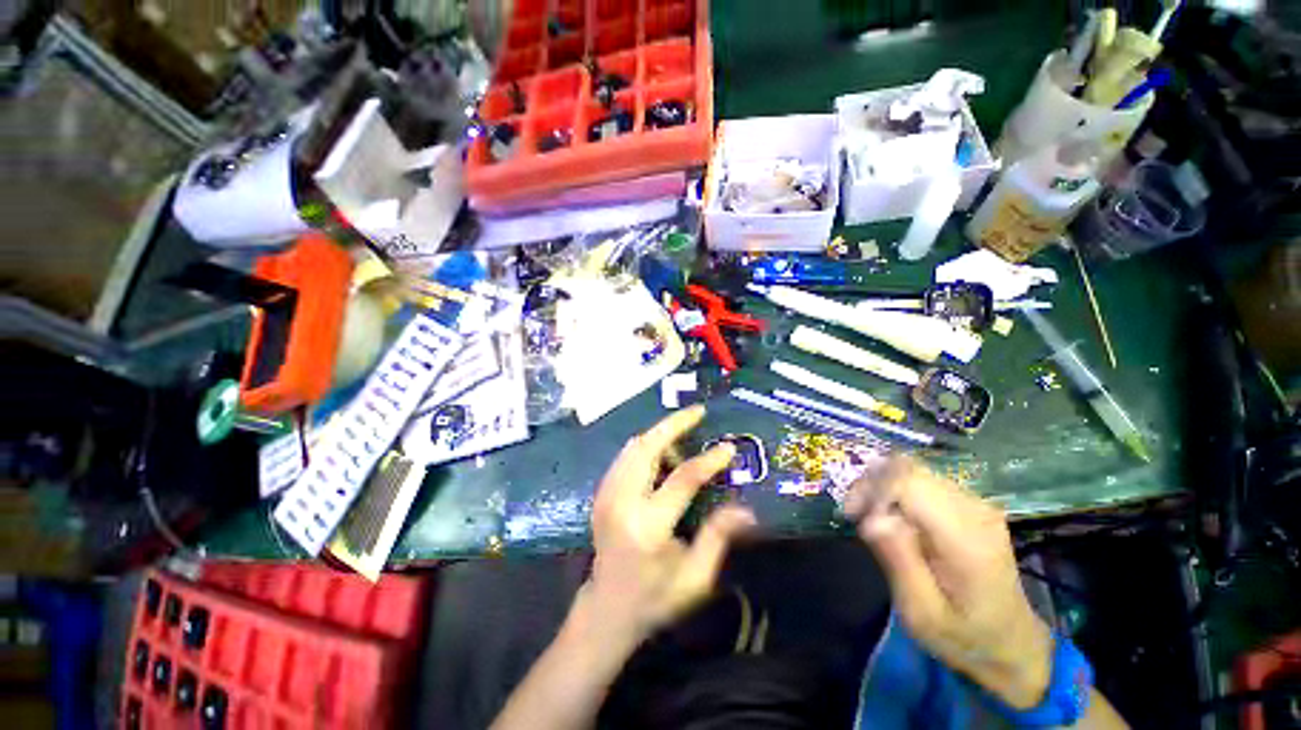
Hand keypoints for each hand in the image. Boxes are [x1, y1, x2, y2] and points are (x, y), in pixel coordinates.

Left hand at [584, 405, 755, 644]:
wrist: (606, 609)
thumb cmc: (655, 599)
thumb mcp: (695, 578)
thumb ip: (718, 538)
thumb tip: (747, 510)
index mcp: (647, 526)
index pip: (681, 479)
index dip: (708, 460)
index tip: (728, 447)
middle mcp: (622, 502)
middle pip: (646, 448)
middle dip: (674, 424)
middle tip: (697, 411)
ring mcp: (606, 494)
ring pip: (633, 447)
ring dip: (659, 433)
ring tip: (684, 429)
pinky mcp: (601, 493)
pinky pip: (625, 456)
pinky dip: (645, 445)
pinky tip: (662, 449)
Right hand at [844, 456, 1051, 709]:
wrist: (1012, 642)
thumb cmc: (963, 636)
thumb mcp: (921, 614)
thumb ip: (899, 561)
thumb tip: (872, 517)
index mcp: (966, 538)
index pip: (908, 482)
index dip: (872, 489)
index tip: (853, 515)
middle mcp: (974, 510)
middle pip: (907, 468)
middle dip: (871, 483)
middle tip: (853, 513)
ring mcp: (975, 503)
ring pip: (911, 469)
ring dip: (881, 485)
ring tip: (868, 516)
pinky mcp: (969, 503)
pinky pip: (921, 479)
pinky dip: (895, 489)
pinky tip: (889, 515)